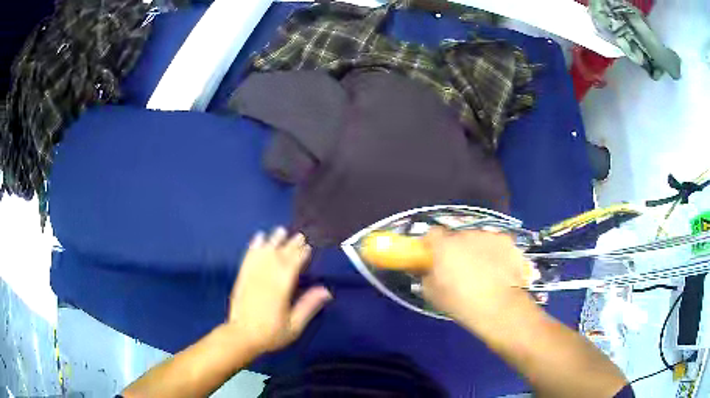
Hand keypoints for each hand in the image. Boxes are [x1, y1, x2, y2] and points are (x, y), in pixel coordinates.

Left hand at [226, 227, 331, 354]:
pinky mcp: (242, 277)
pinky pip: (248, 258)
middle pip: (280, 256)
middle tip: (299, 235)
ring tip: (280, 230)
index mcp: (281, 289)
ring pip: (264, 253)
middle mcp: (266, 278)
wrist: (242, 336)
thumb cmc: (271, 333)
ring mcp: (252, 276)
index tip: (308, 246)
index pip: (293, 265)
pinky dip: (253, 246)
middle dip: (290, 244)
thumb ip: (309, 306)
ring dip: (273, 240)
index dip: (301, 255)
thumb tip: (326, 290)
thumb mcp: (295, 325)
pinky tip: (257, 238)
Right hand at [421, 228, 533, 332]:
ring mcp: (488, 235)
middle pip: (457, 237)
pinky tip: (499, 269)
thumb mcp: (432, 294)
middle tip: (460, 269)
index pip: (432, 233)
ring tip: (483, 271)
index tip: (434, 256)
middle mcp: (466, 234)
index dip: (433, 244)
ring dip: (477, 250)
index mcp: (444, 246)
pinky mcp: (506, 240)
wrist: (498, 306)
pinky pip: (496, 243)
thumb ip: (427, 276)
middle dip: (457, 249)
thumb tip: (429, 270)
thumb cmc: (461, 302)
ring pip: (478, 239)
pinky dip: (496, 253)